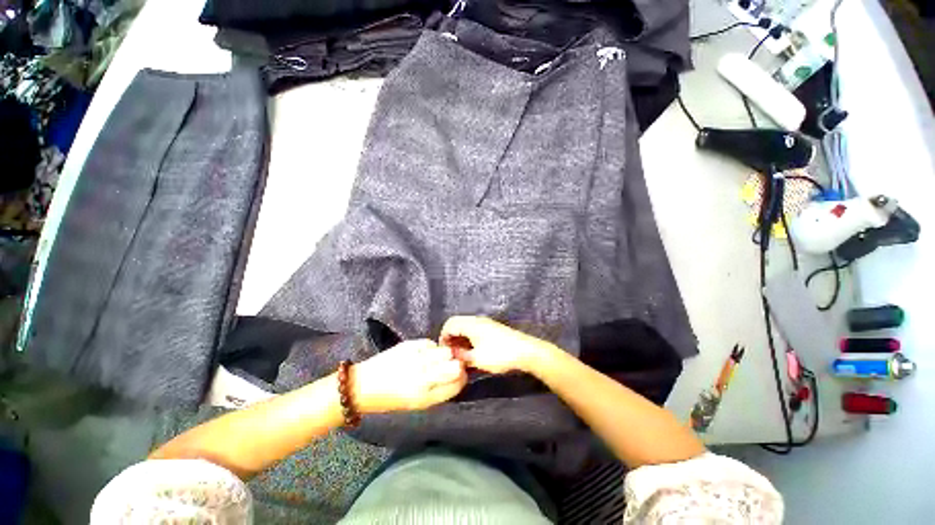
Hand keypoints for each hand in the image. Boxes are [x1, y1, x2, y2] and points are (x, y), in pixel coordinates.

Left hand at [352, 339, 467, 413]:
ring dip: (444, 355)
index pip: (458, 383)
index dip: (462, 378)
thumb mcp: (418, 403)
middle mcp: (423, 377)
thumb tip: (459, 376)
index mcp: (425, 396)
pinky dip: (431, 348)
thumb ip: (441, 390)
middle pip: (456, 365)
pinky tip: (422, 354)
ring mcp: (417, 358)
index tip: (459, 376)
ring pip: (446, 351)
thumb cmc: (391, 399)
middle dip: (456, 364)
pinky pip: (431, 343)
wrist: (362, 385)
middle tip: (448, 366)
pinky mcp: (410, 344)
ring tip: (434, 359)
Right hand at [440, 316, 556, 374]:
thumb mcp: (477, 359)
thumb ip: (461, 355)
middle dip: (451, 338)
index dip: (443, 337)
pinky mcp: (492, 329)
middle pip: (457, 324)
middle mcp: (477, 320)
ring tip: (461, 355)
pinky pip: (475, 331)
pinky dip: (470, 339)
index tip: (444, 352)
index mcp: (471, 324)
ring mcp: (486, 323)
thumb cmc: (499, 354)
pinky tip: (472, 352)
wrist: (525, 351)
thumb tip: (451, 354)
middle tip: (451, 354)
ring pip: (466, 328)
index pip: (449, 324)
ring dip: (461, 339)